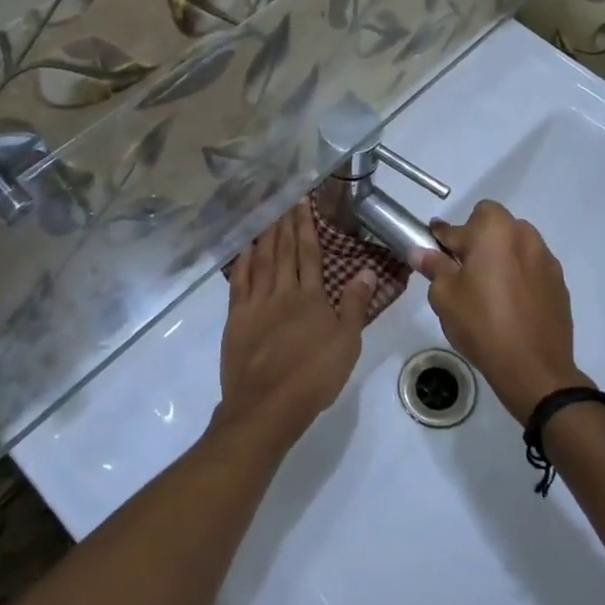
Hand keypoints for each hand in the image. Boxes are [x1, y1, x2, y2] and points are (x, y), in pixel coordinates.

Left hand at [216, 202, 375, 450]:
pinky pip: (239, 283)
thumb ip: (355, 304)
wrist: (269, 404)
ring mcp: (256, 304)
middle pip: (284, 252)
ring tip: (266, 215)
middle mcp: (282, 292)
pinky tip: (245, 249)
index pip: (309, 253)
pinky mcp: (236, 319)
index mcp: (311, 297)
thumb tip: (367, 270)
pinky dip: (242, 263)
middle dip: (285, 224)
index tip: (302, 202)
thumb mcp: (347, 342)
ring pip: (261, 262)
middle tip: (283, 200)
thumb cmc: (314, 376)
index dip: (306, 226)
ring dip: (265, 237)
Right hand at [416, 200, 585, 422]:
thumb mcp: (445, 296)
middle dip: (476, 240)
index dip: (443, 236)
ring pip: (515, 244)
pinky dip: (519, 275)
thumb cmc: (482, 324)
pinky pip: (531, 267)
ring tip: (488, 289)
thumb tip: (421, 251)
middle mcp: (524, 235)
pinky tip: (510, 304)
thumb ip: (434, 266)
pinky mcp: (559, 282)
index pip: (460, 223)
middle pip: (493, 224)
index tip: (434, 250)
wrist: (533, 367)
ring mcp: (546, 259)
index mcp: (494, 231)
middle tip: (463, 271)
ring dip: (500, 255)